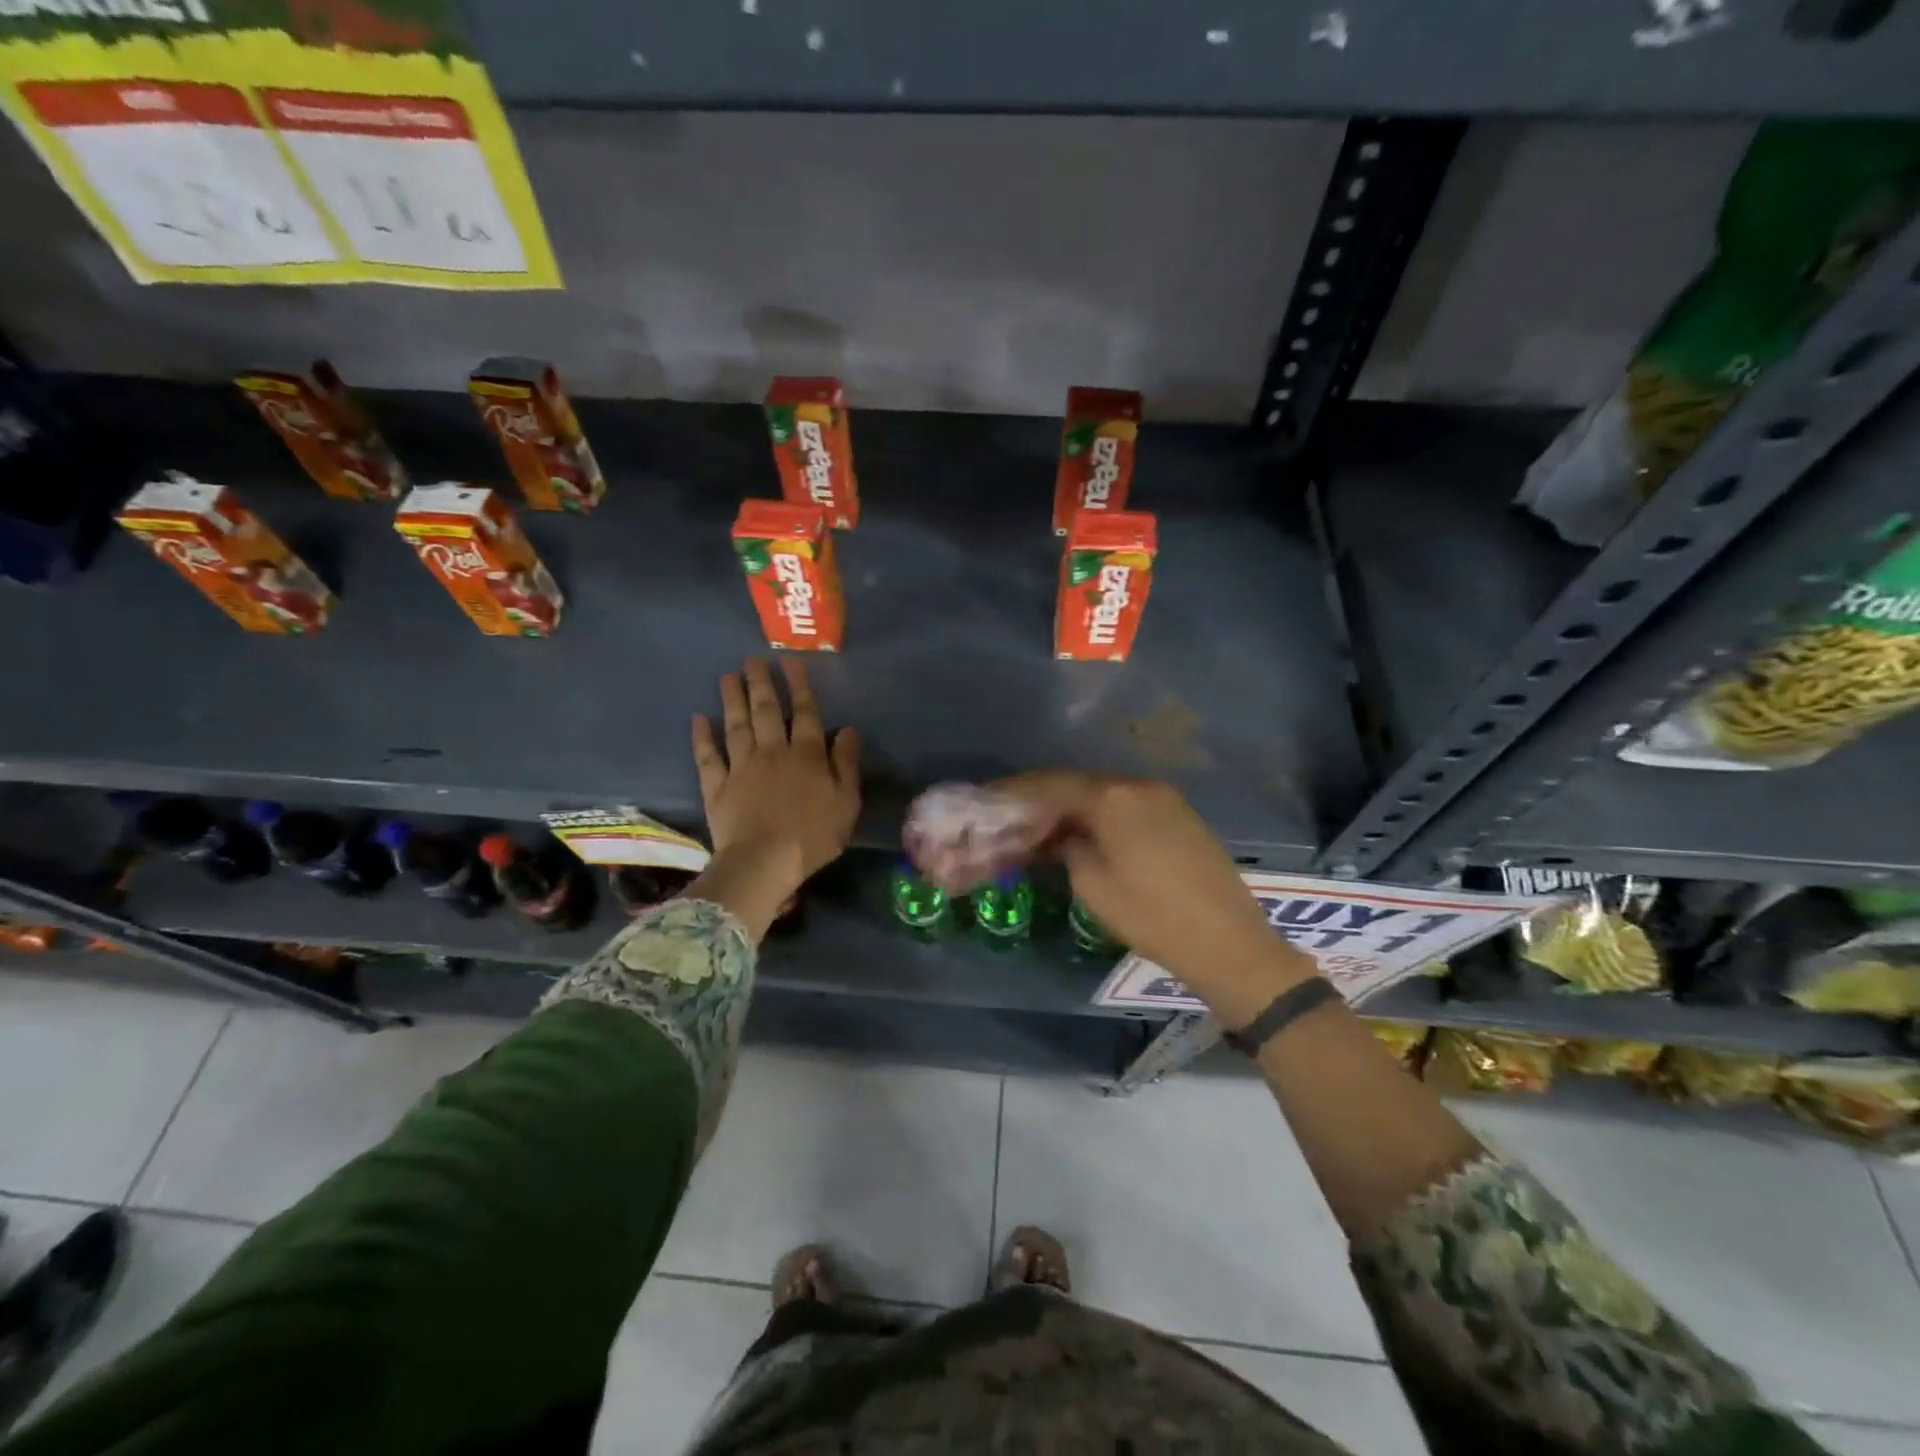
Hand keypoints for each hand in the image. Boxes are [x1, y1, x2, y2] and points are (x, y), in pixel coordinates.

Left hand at [690, 658, 860, 937]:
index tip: (790, 662)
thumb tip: (847, 730)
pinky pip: (708, 757)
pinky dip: (701, 737)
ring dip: (732, 699)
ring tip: (728, 676)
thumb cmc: (813, 836)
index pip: (804, 713)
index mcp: (806, 756)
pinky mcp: (717, 787)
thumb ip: (846, 764)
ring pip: (736, 726)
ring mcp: (741, 767)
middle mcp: (772, 752)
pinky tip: (698, 718)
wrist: (765, 863)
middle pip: (766, 711)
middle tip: (752, 659)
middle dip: (760, 683)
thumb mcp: (846, 802)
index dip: (798, 686)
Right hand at [994, 772, 1312, 1023]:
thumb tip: (1055, 836)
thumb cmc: (1152, 916)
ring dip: (1072, 808)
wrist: (1229, 942)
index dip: (1016, 793)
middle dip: (1042, 799)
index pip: (1051, 785)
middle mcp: (1138, 786)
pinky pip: (1127, 806)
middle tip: (1012, 816)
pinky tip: (1085, 833)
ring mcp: (1164, 798)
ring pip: (1104, 794)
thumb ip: (1066, 848)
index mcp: (1113, 797)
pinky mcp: (1180, 815)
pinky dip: (1100, 816)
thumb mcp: (1093, 885)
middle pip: (1078, 784)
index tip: (988, 800)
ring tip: (1043, 828)